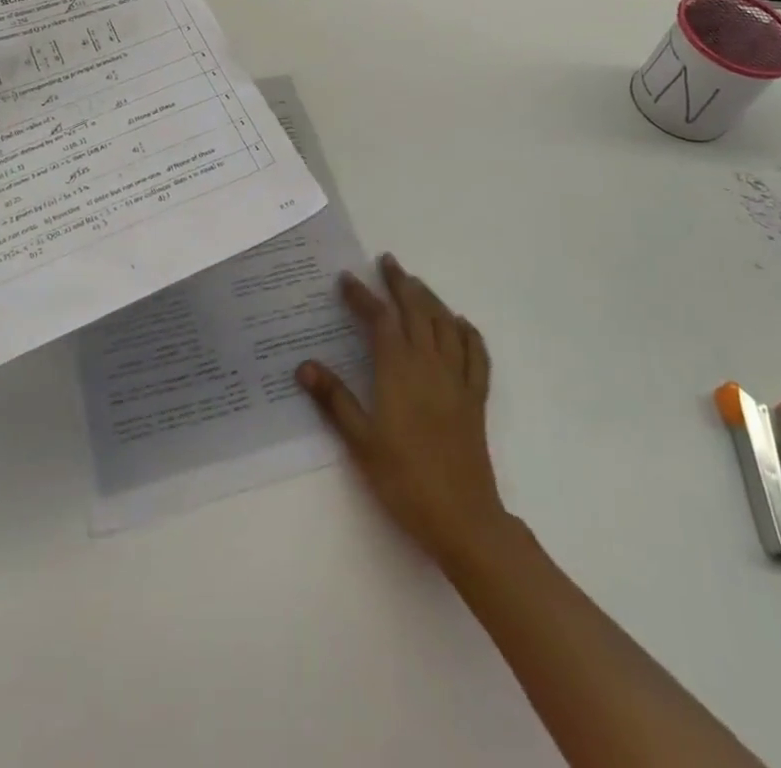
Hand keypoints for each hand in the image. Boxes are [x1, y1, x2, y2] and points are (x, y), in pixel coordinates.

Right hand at [298, 254, 507, 571]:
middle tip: (387, 262)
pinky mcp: (476, 398)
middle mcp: (430, 364)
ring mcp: (458, 379)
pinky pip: (476, 354)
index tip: (346, 279)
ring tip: (416, 283)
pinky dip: (468, 333)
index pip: (379, 320)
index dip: (362, 296)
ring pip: (446, 324)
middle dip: (400, 283)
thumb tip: (304, 365)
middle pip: (417, 310)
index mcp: (399, 371)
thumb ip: (334, 400)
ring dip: (430, 299)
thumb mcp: (360, 442)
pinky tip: (461, 324)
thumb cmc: (404, 480)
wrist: (462, 518)